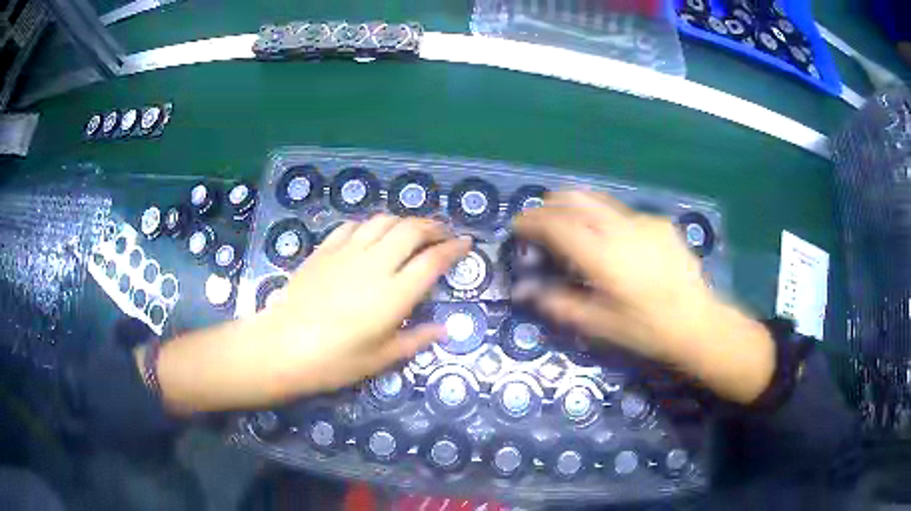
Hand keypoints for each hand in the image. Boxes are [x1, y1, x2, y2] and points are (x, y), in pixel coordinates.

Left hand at [151, 215, 470, 411]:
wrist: (283, 346)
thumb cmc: (335, 361)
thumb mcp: (381, 359)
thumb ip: (416, 339)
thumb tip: (445, 329)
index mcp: (395, 294)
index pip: (433, 260)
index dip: (454, 248)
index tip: (466, 244)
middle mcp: (375, 264)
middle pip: (412, 230)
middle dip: (434, 226)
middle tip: (443, 234)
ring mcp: (347, 253)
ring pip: (384, 221)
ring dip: (404, 221)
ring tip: (411, 232)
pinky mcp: (325, 250)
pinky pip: (353, 226)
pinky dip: (371, 225)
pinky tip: (372, 234)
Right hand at [513, 191, 774, 403]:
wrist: (698, 322)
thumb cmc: (647, 330)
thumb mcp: (599, 325)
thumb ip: (559, 304)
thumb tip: (525, 291)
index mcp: (603, 255)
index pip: (556, 224)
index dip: (531, 221)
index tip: (517, 226)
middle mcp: (620, 228)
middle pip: (574, 199)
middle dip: (548, 205)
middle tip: (537, 222)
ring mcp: (642, 220)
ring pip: (597, 199)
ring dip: (574, 205)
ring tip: (566, 223)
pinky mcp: (659, 222)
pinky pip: (621, 212)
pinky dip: (602, 217)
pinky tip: (609, 239)